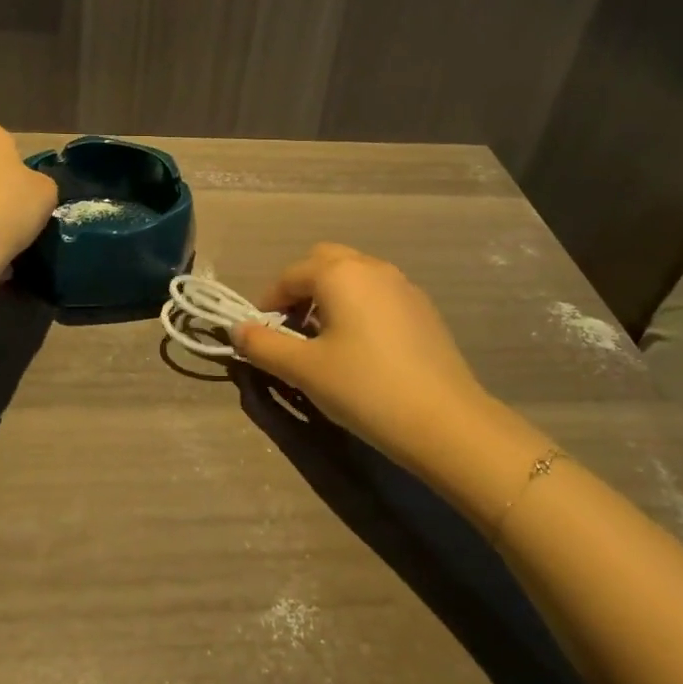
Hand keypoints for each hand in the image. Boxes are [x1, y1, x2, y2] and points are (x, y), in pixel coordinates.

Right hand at [232, 244, 537, 480]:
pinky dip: (358, 306)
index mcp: (339, 274)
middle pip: (324, 262)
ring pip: (354, 276)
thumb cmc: (365, 388)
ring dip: (330, 295)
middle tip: (291, 327)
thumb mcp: (303, 370)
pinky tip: (361, 347)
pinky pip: (378, 294)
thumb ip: (263, 345)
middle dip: (300, 288)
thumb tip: (237, 330)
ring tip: (323, 338)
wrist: (446, 422)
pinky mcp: (423, 309)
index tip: (260, 333)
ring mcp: (403, 286)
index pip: (290, 275)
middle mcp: (371, 267)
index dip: (268, 301)